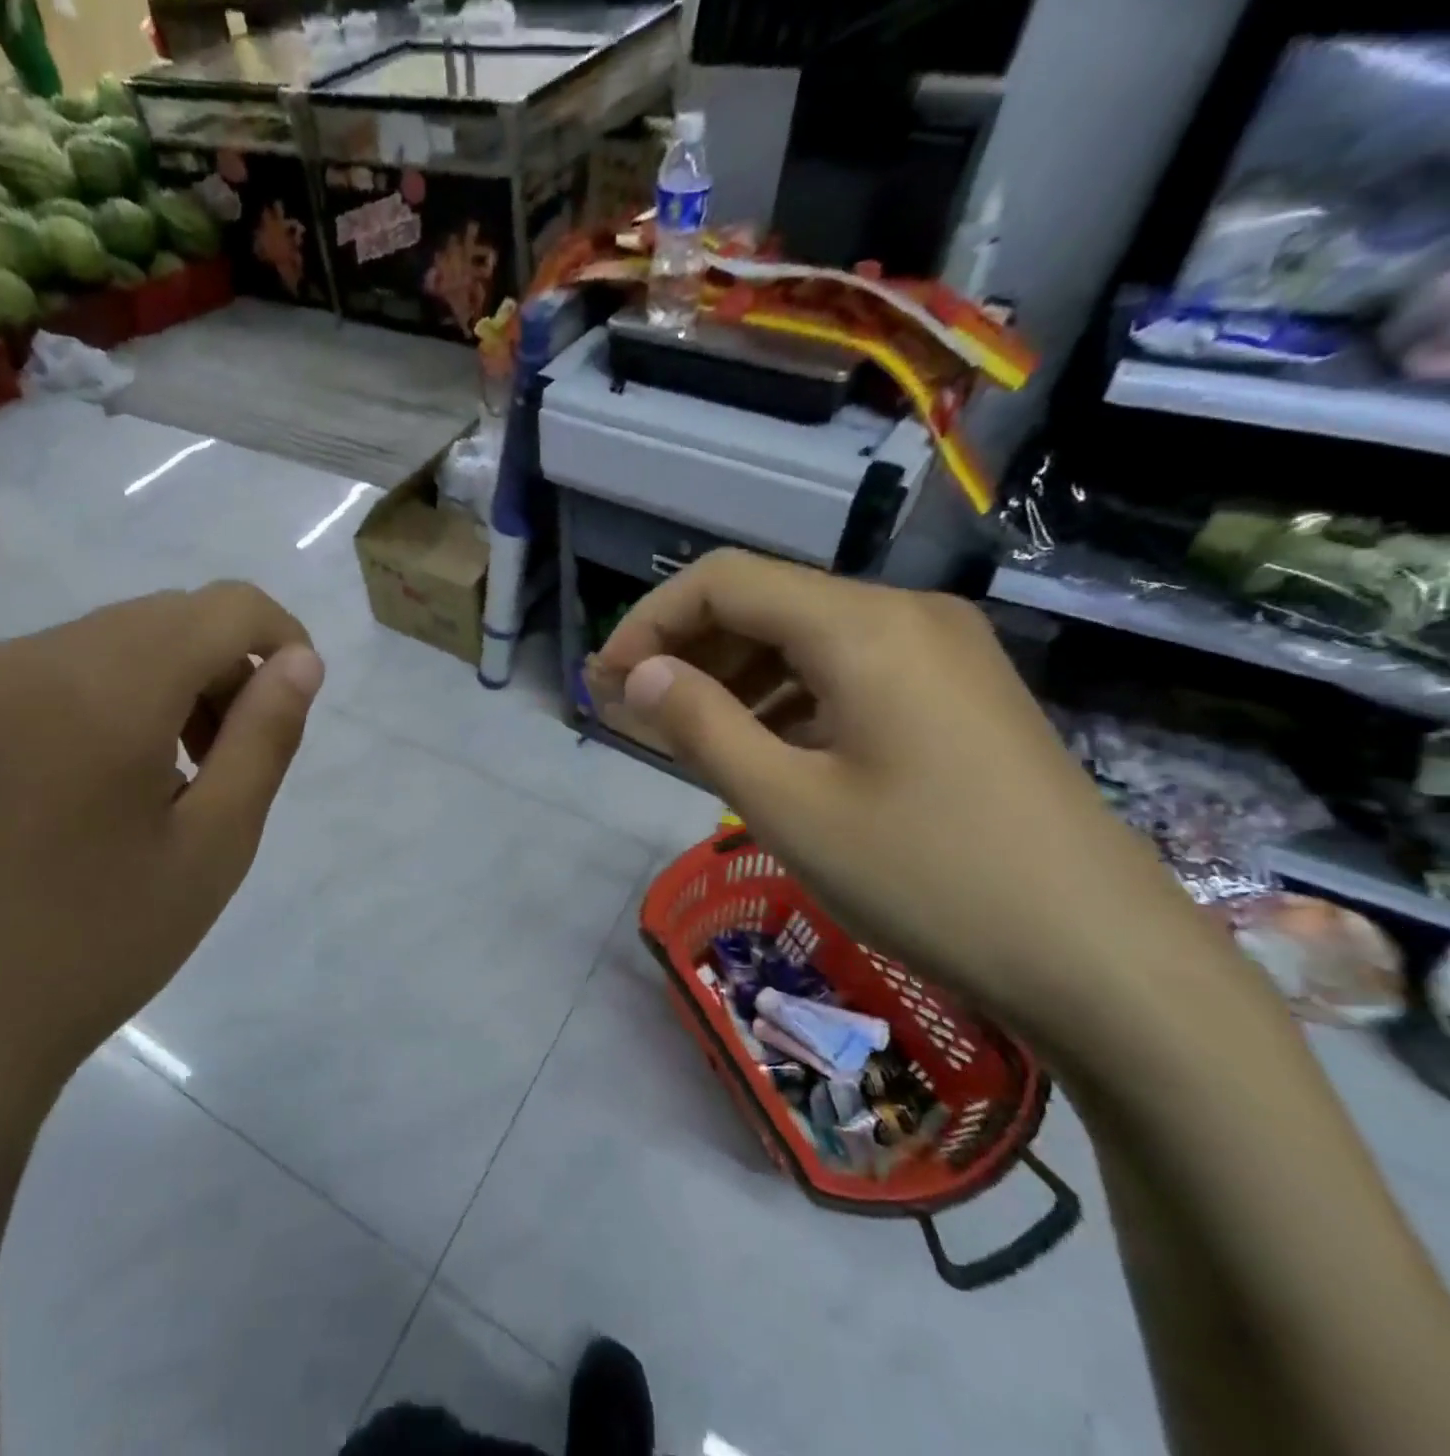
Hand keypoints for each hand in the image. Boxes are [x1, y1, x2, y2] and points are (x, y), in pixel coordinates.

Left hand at [0, 583, 321, 1121]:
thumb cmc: (99, 943)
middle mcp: (35, 659)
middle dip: (229, 666)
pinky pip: (71, 669)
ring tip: (186, 776)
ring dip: (179, 681)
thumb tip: (302, 661)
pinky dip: (126, 695)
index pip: (224, 608)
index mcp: (105, 688)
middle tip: (238, 758)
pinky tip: (122, 778)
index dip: (282, 638)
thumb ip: (265, 736)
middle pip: (173, 617)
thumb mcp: (216, 843)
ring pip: (123, 638)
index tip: (296, 705)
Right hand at [588, 551, 1216, 1050]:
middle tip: (631, 710)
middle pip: (765, 602)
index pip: (723, 581)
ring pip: (805, 637)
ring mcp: (940, 651)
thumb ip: (701, 725)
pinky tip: (763, 745)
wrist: (1102, 957)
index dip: (649, 623)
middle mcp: (904, 614)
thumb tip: (638, 675)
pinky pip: (847, 671)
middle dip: (686, 648)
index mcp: (862, 625)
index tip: (605, 682)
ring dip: (733, 674)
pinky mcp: (957, 693)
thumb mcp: (788, 805)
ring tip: (685, 731)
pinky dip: (786, 696)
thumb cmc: (927, 877)